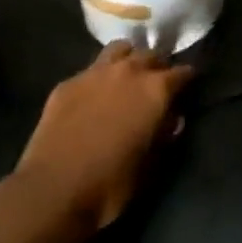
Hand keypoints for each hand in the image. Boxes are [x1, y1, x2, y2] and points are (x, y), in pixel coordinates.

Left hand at [14, 42, 194, 242]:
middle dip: (157, 67)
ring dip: (128, 59)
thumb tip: (172, 119)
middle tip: (157, 84)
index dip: (188, 80)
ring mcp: (94, 73)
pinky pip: (90, 70)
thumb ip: (164, 135)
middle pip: (151, 55)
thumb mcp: (150, 166)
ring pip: (119, 50)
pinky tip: (94, 95)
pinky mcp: (67, 83)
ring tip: (127, 76)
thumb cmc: (110, 184)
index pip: (182, 72)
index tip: (189, 86)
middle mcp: (128, 71)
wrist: (52, 192)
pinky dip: (99, 77)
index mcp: (155, 90)